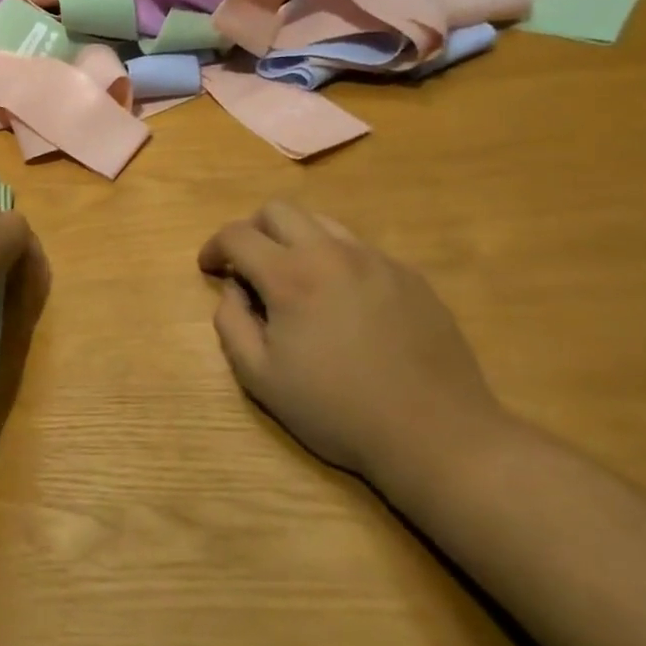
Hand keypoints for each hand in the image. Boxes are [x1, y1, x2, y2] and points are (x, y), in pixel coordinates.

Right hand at [198, 201, 505, 483]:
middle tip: (247, 267)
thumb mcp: (259, 377)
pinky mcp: (410, 277)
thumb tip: (233, 290)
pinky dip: (335, 262)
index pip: (237, 234)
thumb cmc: (336, 410)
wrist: (435, 434)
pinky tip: (342, 304)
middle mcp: (333, 254)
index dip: (214, 247)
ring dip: (295, 241)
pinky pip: (359, 251)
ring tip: (295, 282)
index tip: (209, 269)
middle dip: (252, 230)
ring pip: (322, 223)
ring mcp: (377, 261)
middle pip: (279, 210)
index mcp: (291, 276)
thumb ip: (231, 322)